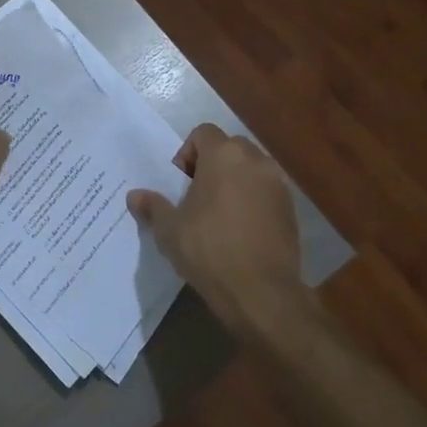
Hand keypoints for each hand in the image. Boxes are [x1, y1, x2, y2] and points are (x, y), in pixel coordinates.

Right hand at [127, 124, 306, 335]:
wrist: (262, 293)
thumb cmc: (209, 250)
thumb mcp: (170, 230)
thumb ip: (153, 206)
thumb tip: (134, 196)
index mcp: (224, 155)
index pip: (203, 133)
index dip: (187, 152)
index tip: (181, 183)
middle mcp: (255, 160)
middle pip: (229, 147)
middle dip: (212, 164)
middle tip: (197, 196)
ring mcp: (278, 184)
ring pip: (250, 169)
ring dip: (234, 182)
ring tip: (219, 215)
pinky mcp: (292, 209)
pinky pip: (266, 192)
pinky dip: (253, 200)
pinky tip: (241, 231)